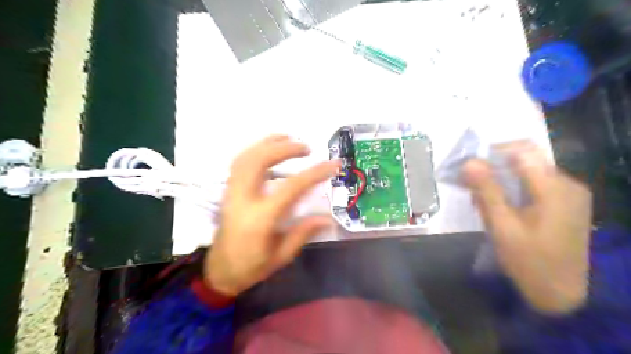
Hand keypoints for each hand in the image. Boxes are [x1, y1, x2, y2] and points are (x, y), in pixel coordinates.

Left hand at [205, 134, 340, 295]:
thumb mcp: (282, 256)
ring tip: (288, 138)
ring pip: (246, 157)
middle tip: (306, 147)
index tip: (333, 164)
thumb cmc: (252, 267)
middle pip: (259, 160)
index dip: (314, 173)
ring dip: (268, 143)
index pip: (291, 187)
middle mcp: (243, 199)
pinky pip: (239, 163)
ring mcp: (232, 193)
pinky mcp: (228, 191)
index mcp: (260, 218)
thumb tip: (328, 218)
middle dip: (285, 148)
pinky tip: (268, 150)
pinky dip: (255, 150)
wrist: (220, 271)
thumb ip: (303, 233)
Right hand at [463, 141, 591, 312]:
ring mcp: (567, 194)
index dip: (491, 151)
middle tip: (468, 182)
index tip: (467, 164)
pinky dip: (511, 189)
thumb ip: (486, 191)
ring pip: (526, 172)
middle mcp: (566, 184)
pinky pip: (533, 185)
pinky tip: (498, 205)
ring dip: (500, 179)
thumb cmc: (529, 262)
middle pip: (524, 160)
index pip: (522, 150)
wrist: (560, 294)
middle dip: (492, 167)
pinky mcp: (563, 203)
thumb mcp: (502, 227)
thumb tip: (468, 162)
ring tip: (479, 198)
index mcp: (555, 188)